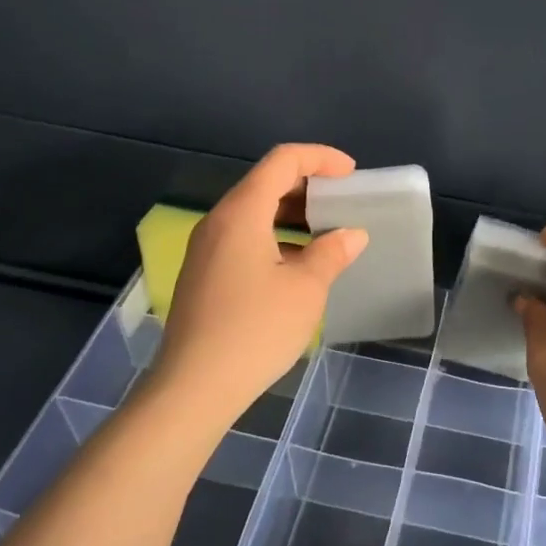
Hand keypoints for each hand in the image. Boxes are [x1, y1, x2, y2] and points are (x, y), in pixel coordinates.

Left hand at [152, 144, 368, 429]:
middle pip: (265, 182)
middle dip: (307, 185)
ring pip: (253, 212)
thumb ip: (331, 253)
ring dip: (291, 213)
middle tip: (342, 202)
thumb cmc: (255, 330)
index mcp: (242, 213)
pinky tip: (297, 264)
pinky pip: (242, 237)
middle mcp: (218, 221)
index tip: (351, 174)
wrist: (194, 387)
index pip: (282, 161)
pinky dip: (274, 236)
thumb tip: (351, 235)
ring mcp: (205, 248)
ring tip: (326, 233)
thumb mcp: (305, 289)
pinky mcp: (203, 273)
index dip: (320, 158)